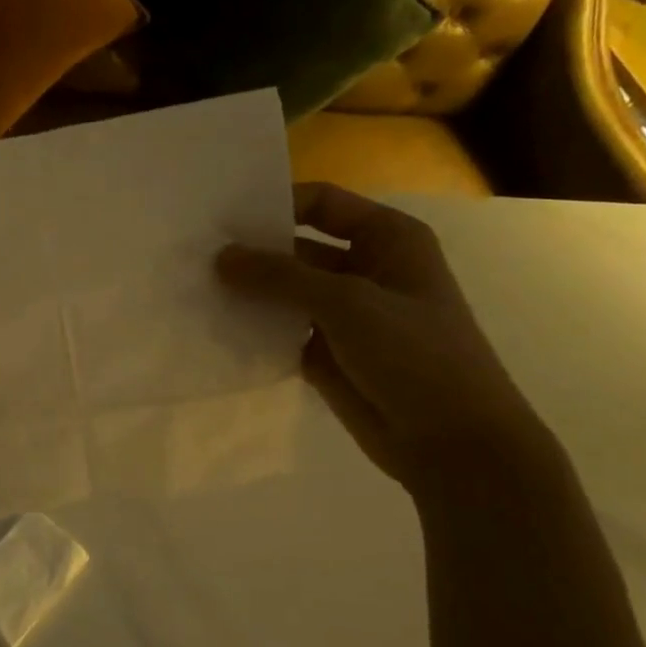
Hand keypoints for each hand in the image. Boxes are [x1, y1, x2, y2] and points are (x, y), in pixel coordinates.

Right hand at [217, 183, 545, 486]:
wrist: (451, 442)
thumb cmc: (415, 354)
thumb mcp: (348, 303)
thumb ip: (280, 277)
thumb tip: (220, 257)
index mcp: (387, 239)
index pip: (321, 204)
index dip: (275, 203)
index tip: (221, 217)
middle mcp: (364, 269)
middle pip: (297, 248)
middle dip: (252, 251)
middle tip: (195, 255)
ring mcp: (343, 314)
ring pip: (285, 292)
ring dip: (248, 292)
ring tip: (194, 289)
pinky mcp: (325, 353)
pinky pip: (281, 331)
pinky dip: (253, 329)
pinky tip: (213, 327)